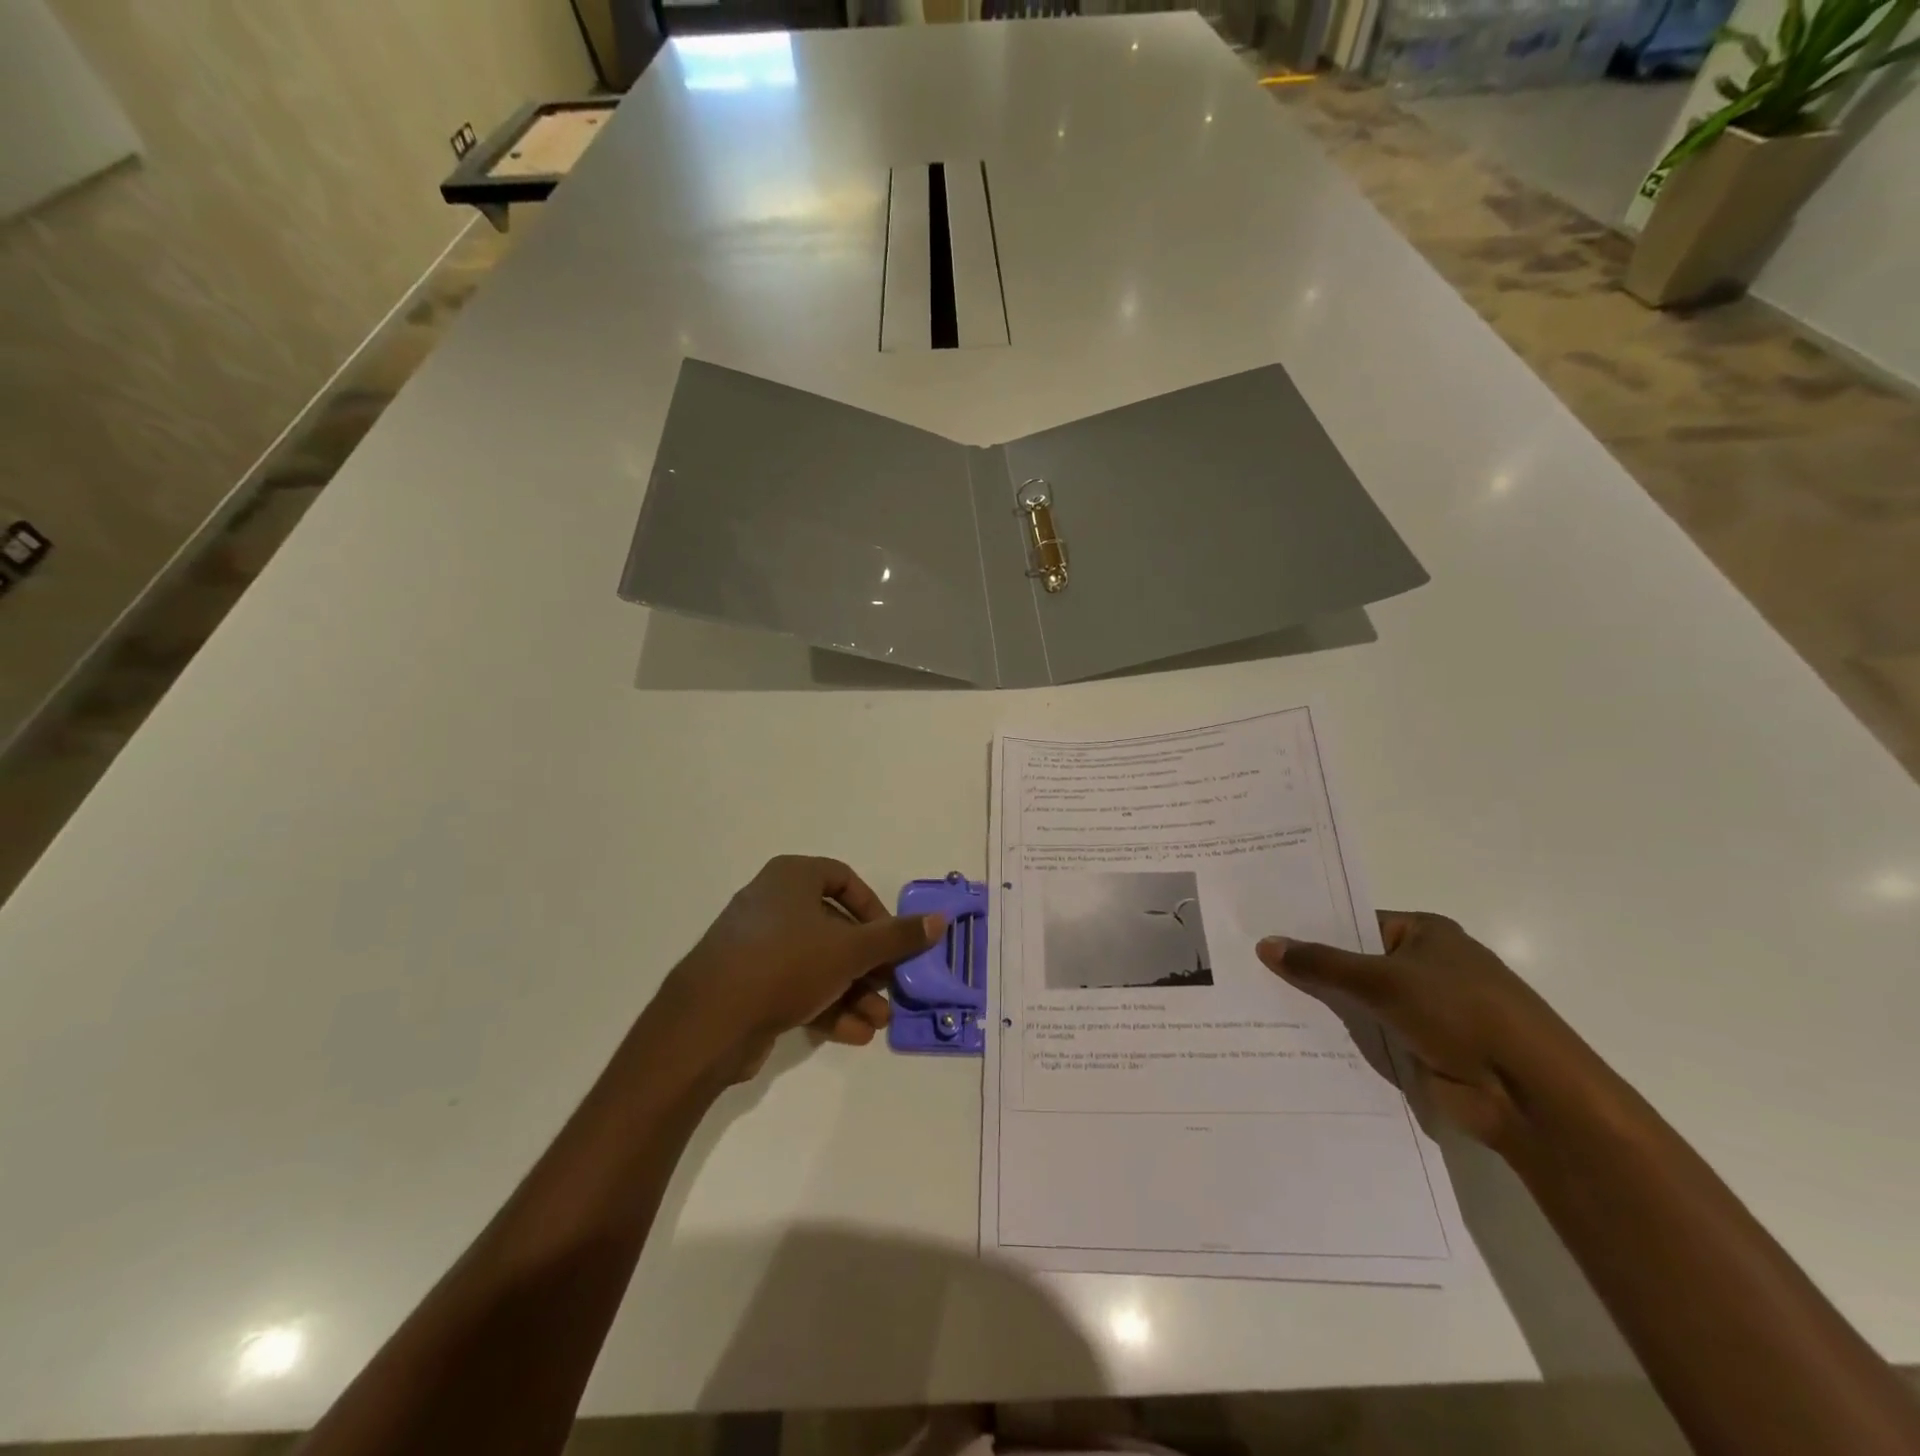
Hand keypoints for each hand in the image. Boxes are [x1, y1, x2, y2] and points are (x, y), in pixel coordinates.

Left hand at [654, 856, 943, 1081]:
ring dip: (853, 992)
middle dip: (868, 965)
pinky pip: (795, 986)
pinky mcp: (746, 983)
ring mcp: (756, 945)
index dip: (875, 910)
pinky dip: (826, 1005)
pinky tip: (853, 1035)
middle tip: (890, 989)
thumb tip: (939, 920)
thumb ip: (897, 937)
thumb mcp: (851, 949)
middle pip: (834, 928)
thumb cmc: (786, 964)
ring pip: (817, 963)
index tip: (891, 942)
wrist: (708, 1022)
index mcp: (791, 877)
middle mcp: (772, 903)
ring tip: (878, 1023)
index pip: (845, 880)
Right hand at [1257, 912, 1594, 1149]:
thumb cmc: (1461, 1013)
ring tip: (1258, 1000)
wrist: (1529, 1094)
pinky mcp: (1422, 1050)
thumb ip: (1321, 964)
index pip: (1356, 923)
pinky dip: (1340, 1038)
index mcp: (1425, 933)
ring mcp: (1425, 1011)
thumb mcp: (1382, 979)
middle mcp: (1426, 967)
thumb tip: (1264, 944)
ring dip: (1323, 1007)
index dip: (1312, 927)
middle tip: (1249, 964)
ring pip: (1359, 1002)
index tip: (1263, 930)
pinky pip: (1369, 1036)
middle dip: (1310, 968)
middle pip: (1354, 963)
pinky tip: (1292, 1037)